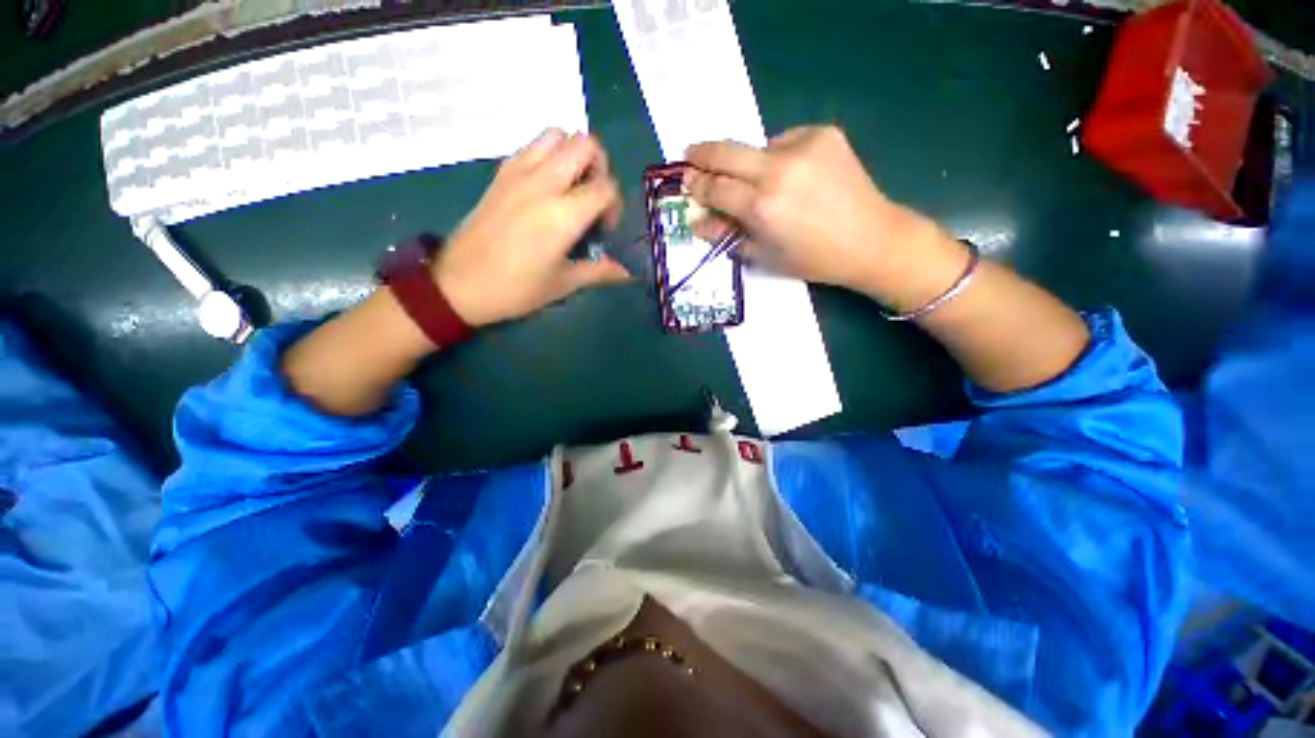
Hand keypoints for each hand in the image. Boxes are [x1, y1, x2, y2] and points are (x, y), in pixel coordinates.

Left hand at [434, 129, 629, 327]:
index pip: (605, 187)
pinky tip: (547, 187)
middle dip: (600, 167)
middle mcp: (543, 183)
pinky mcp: (500, 173)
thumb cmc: (515, 289)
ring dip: (573, 154)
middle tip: (593, 198)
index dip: (615, 205)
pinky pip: (532, 146)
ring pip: (556, 135)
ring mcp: (518, 173)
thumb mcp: (563, 284)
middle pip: (585, 144)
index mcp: (563, 214)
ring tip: (572, 187)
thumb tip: (627, 273)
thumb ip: (599, 272)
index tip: (605, 228)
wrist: (458, 284)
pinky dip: (548, 155)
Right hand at [685, 126, 954, 297]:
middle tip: (690, 157)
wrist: (872, 239)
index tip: (684, 181)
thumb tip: (697, 220)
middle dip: (702, 154)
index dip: (696, 185)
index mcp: (762, 206)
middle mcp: (778, 169)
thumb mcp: (763, 256)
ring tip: (760, 183)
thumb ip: (726, 235)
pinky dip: (777, 157)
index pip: (714, 188)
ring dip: (747, 163)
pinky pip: (784, 142)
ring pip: (756, 147)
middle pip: (726, 152)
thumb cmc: (813, 259)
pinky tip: (791, 176)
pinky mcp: (823, 134)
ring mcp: (803, 146)